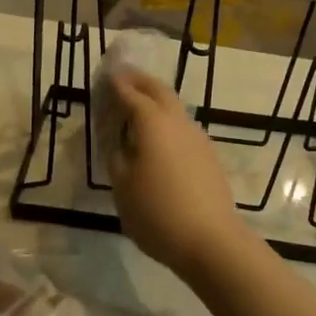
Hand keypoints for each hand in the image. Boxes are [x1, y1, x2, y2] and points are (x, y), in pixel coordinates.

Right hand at [106, 70, 245, 278]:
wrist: (210, 239)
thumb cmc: (157, 212)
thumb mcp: (122, 185)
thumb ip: (117, 155)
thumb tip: (119, 140)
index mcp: (152, 122)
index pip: (130, 93)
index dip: (116, 84)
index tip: (105, 76)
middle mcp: (177, 121)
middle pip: (158, 90)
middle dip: (139, 80)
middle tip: (123, 77)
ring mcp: (197, 136)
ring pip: (174, 106)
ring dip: (155, 99)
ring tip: (138, 104)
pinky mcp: (208, 154)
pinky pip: (182, 126)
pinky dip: (167, 120)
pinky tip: (160, 136)